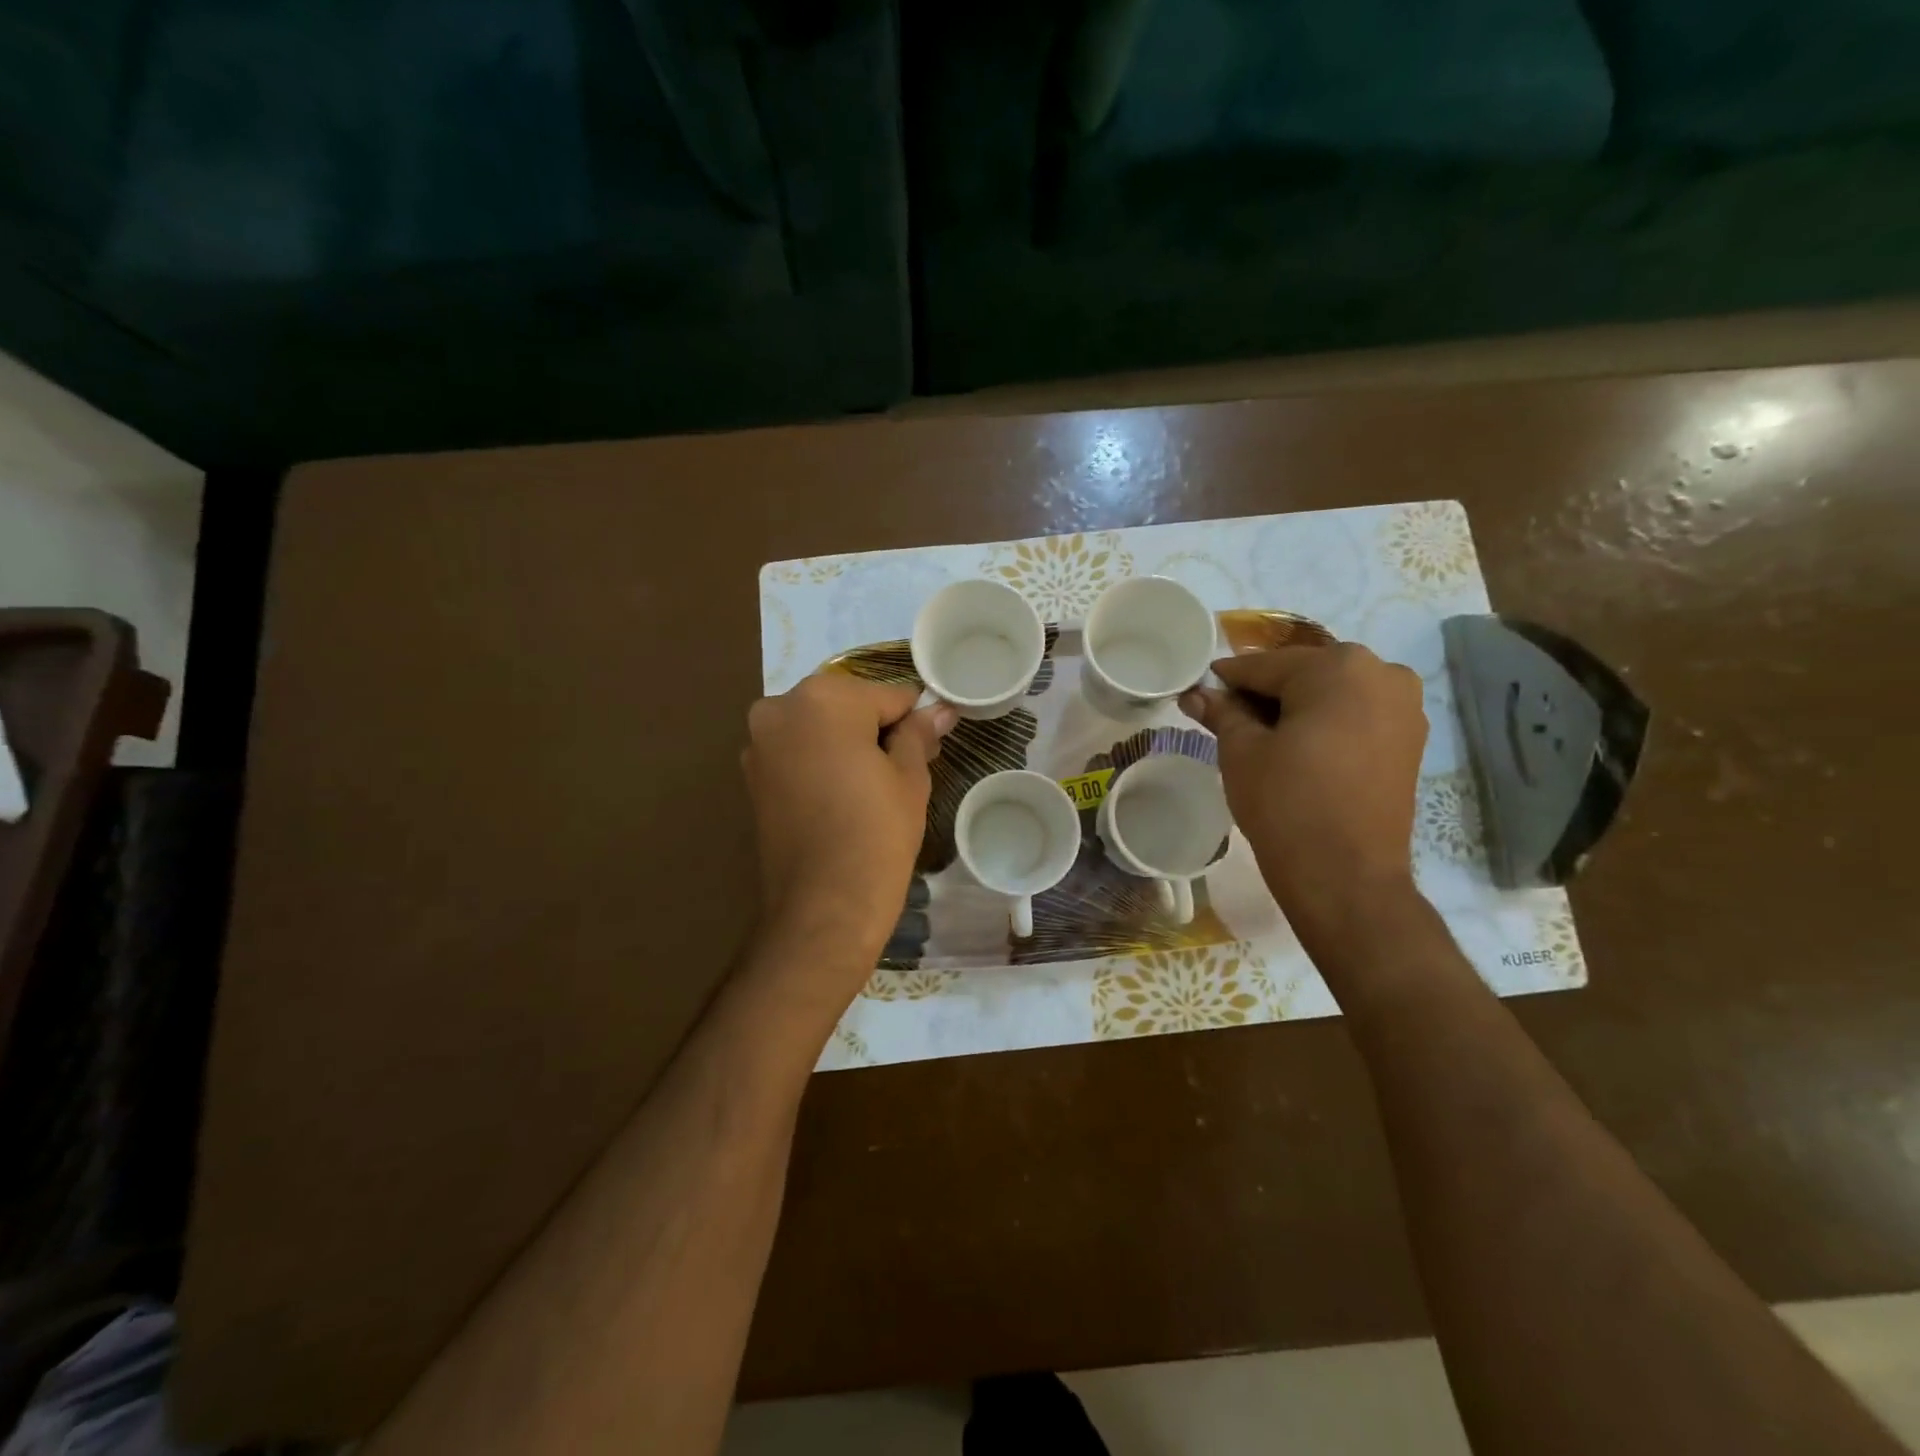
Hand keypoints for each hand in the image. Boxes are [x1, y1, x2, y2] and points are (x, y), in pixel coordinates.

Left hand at [742, 675, 956, 989]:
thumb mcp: (910, 778)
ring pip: (820, 728)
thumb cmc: (877, 834)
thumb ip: (919, 733)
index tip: (930, 744)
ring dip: (847, 745)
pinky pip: (798, 753)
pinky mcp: (751, 776)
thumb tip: (939, 709)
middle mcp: (780, 707)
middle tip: (904, 769)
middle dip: (876, 729)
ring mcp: (759, 742)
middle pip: (848, 706)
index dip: (914, 719)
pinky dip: (821, 763)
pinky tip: (842, 797)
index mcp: (824, 698)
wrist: (824, 907)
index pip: (887, 695)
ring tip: (873, 788)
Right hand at [1180, 644, 1427, 947]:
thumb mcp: (1241, 751)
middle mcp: (1382, 672)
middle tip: (1227, 719)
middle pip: (1303, 674)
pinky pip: (1356, 715)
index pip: (1264, 665)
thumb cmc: (1285, 803)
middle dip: (1263, 693)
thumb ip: (1221, 712)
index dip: (1226, 679)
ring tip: (1261, 738)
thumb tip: (1195, 693)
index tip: (1199, 691)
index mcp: (1338, 666)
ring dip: (1295, 708)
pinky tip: (1297, 749)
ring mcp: (1404, 707)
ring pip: (1331, 694)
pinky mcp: (1410, 740)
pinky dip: (1325, 724)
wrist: (1346, 876)